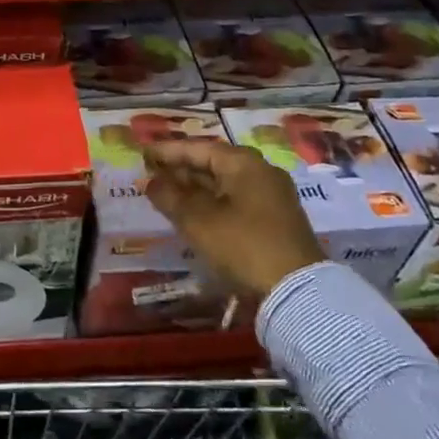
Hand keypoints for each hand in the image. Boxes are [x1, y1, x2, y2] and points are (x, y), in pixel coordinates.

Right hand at [142, 140, 323, 296]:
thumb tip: (150, 180)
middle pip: (212, 163)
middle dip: (181, 169)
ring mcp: (272, 195)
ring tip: (167, 193)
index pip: (197, 148)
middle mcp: (260, 171)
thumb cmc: (242, 245)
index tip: (142, 154)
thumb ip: (169, 196)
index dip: (166, 151)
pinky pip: (235, 200)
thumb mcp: (197, 220)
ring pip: (224, 183)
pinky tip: (194, 213)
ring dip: (195, 188)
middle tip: (151, 173)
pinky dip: (212, 202)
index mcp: (243, 162)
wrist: (296, 290)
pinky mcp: (275, 219)